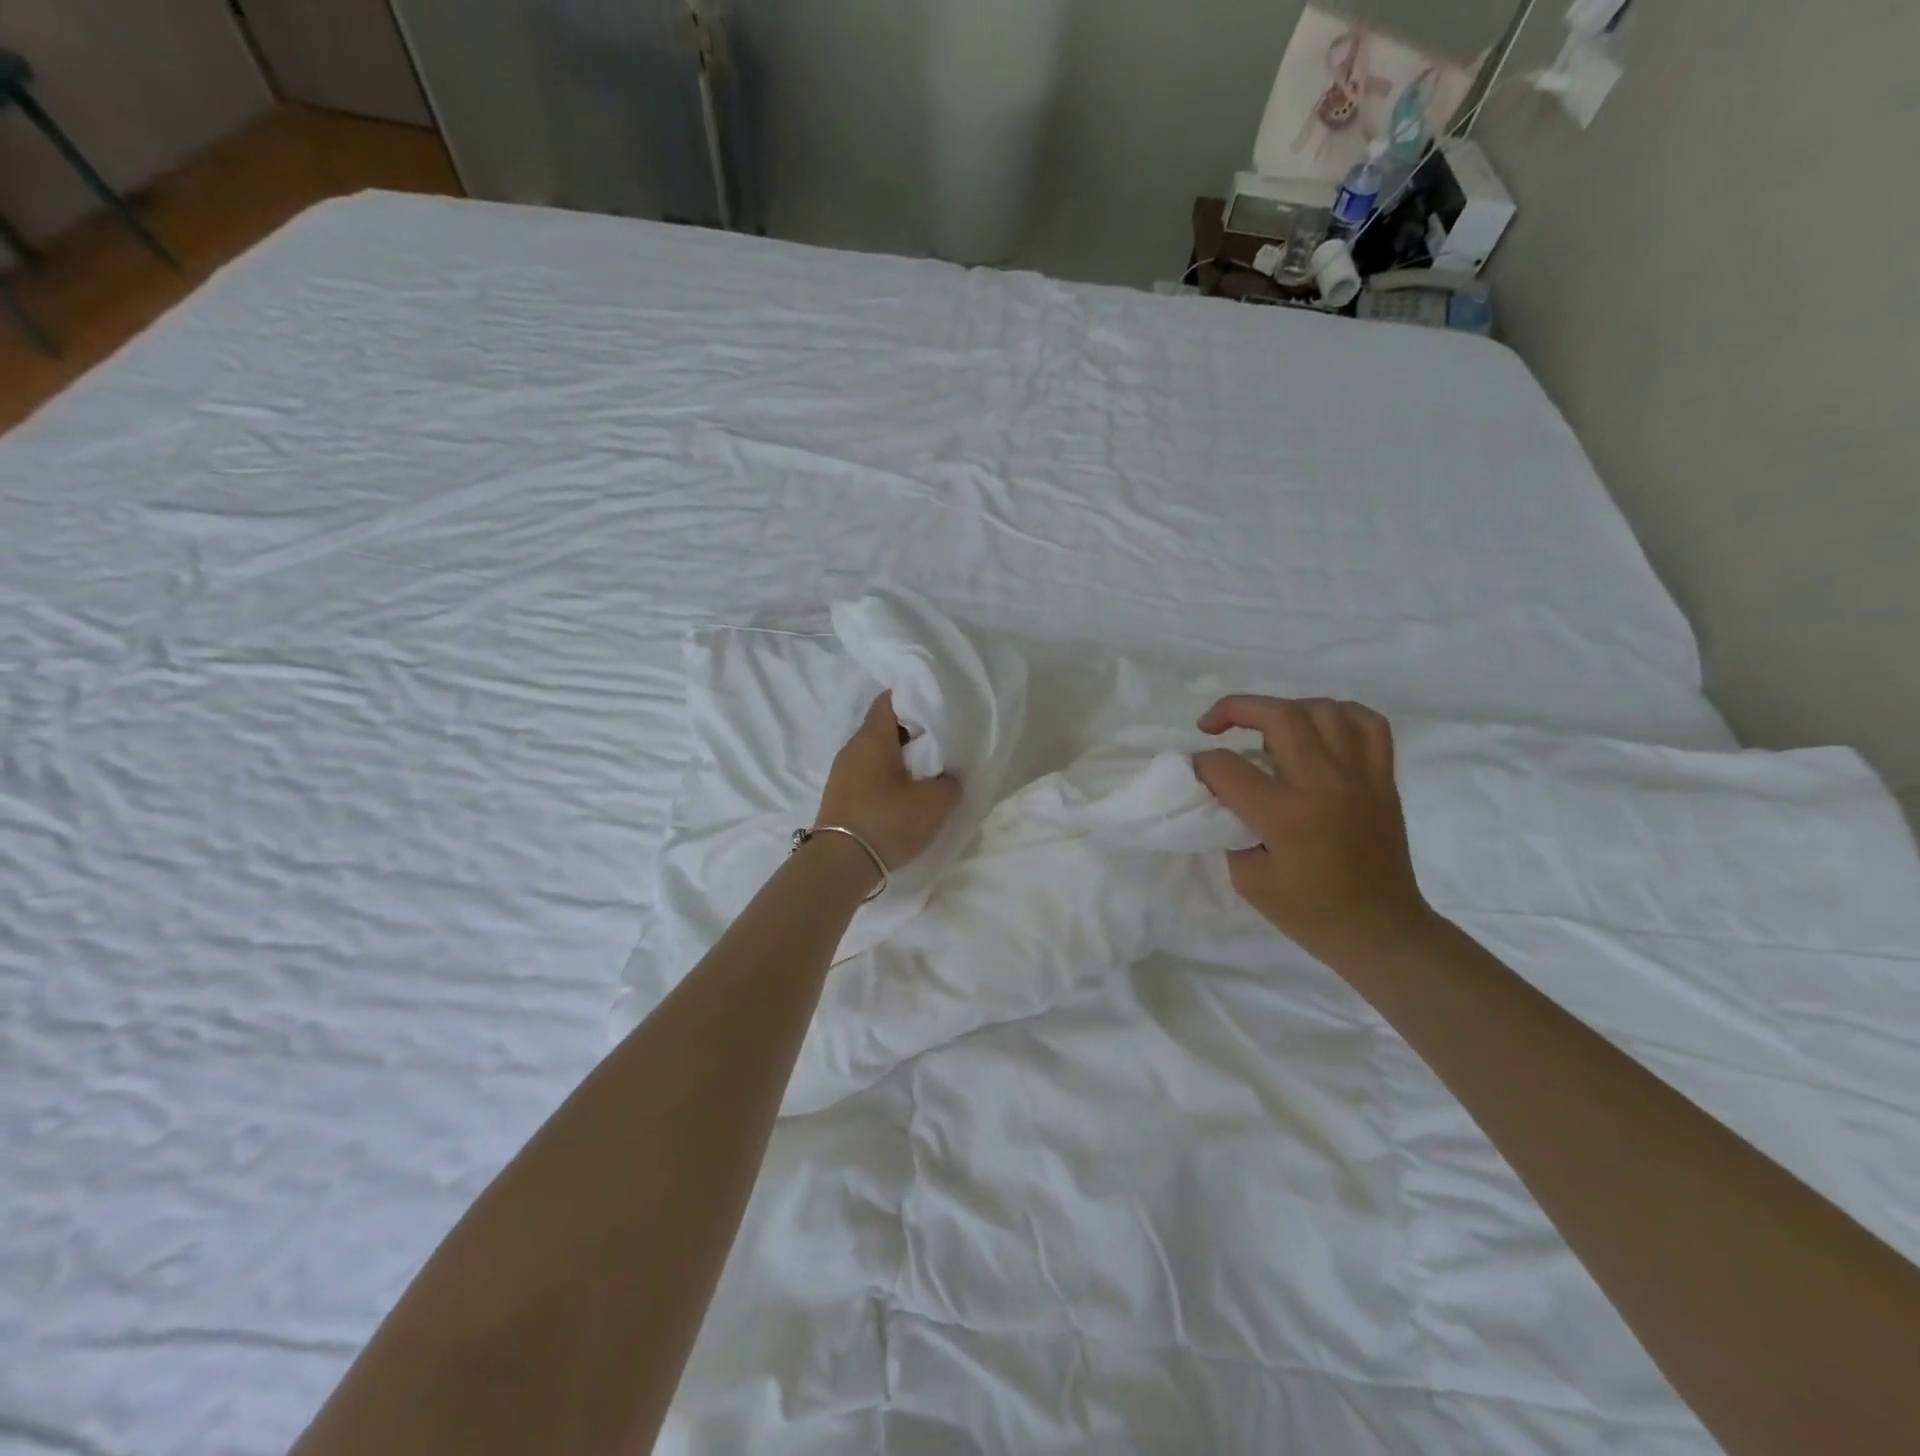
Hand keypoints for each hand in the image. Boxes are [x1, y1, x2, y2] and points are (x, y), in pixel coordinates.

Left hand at [815, 693, 962, 873]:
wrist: (839, 865)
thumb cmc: (888, 821)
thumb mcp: (935, 802)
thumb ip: (950, 781)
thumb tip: (947, 776)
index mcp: (873, 737)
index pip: (891, 699)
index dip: (916, 699)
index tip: (939, 712)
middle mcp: (852, 747)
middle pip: (885, 725)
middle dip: (913, 731)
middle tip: (941, 745)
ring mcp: (842, 772)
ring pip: (876, 751)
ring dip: (900, 757)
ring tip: (927, 772)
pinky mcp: (840, 795)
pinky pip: (868, 772)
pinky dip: (887, 776)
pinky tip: (905, 794)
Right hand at [1192, 695, 1433, 965]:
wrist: (1380, 931)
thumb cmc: (1310, 913)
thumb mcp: (1249, 880)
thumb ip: (1233, 829)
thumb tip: (1228, 796)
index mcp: (1286, 816)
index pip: (1229, 768)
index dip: (1202, 765)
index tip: (1196, 774)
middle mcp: (1324, 785)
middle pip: (1279, 716)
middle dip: (1235, 709)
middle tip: (1213, 724)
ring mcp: (1360, 777)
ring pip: (1323, 710)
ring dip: (1285, 708)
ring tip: (1267, 727)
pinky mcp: (1383, 779)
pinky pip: (1368, 724)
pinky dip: (1339, 714)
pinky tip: (1319, 727)